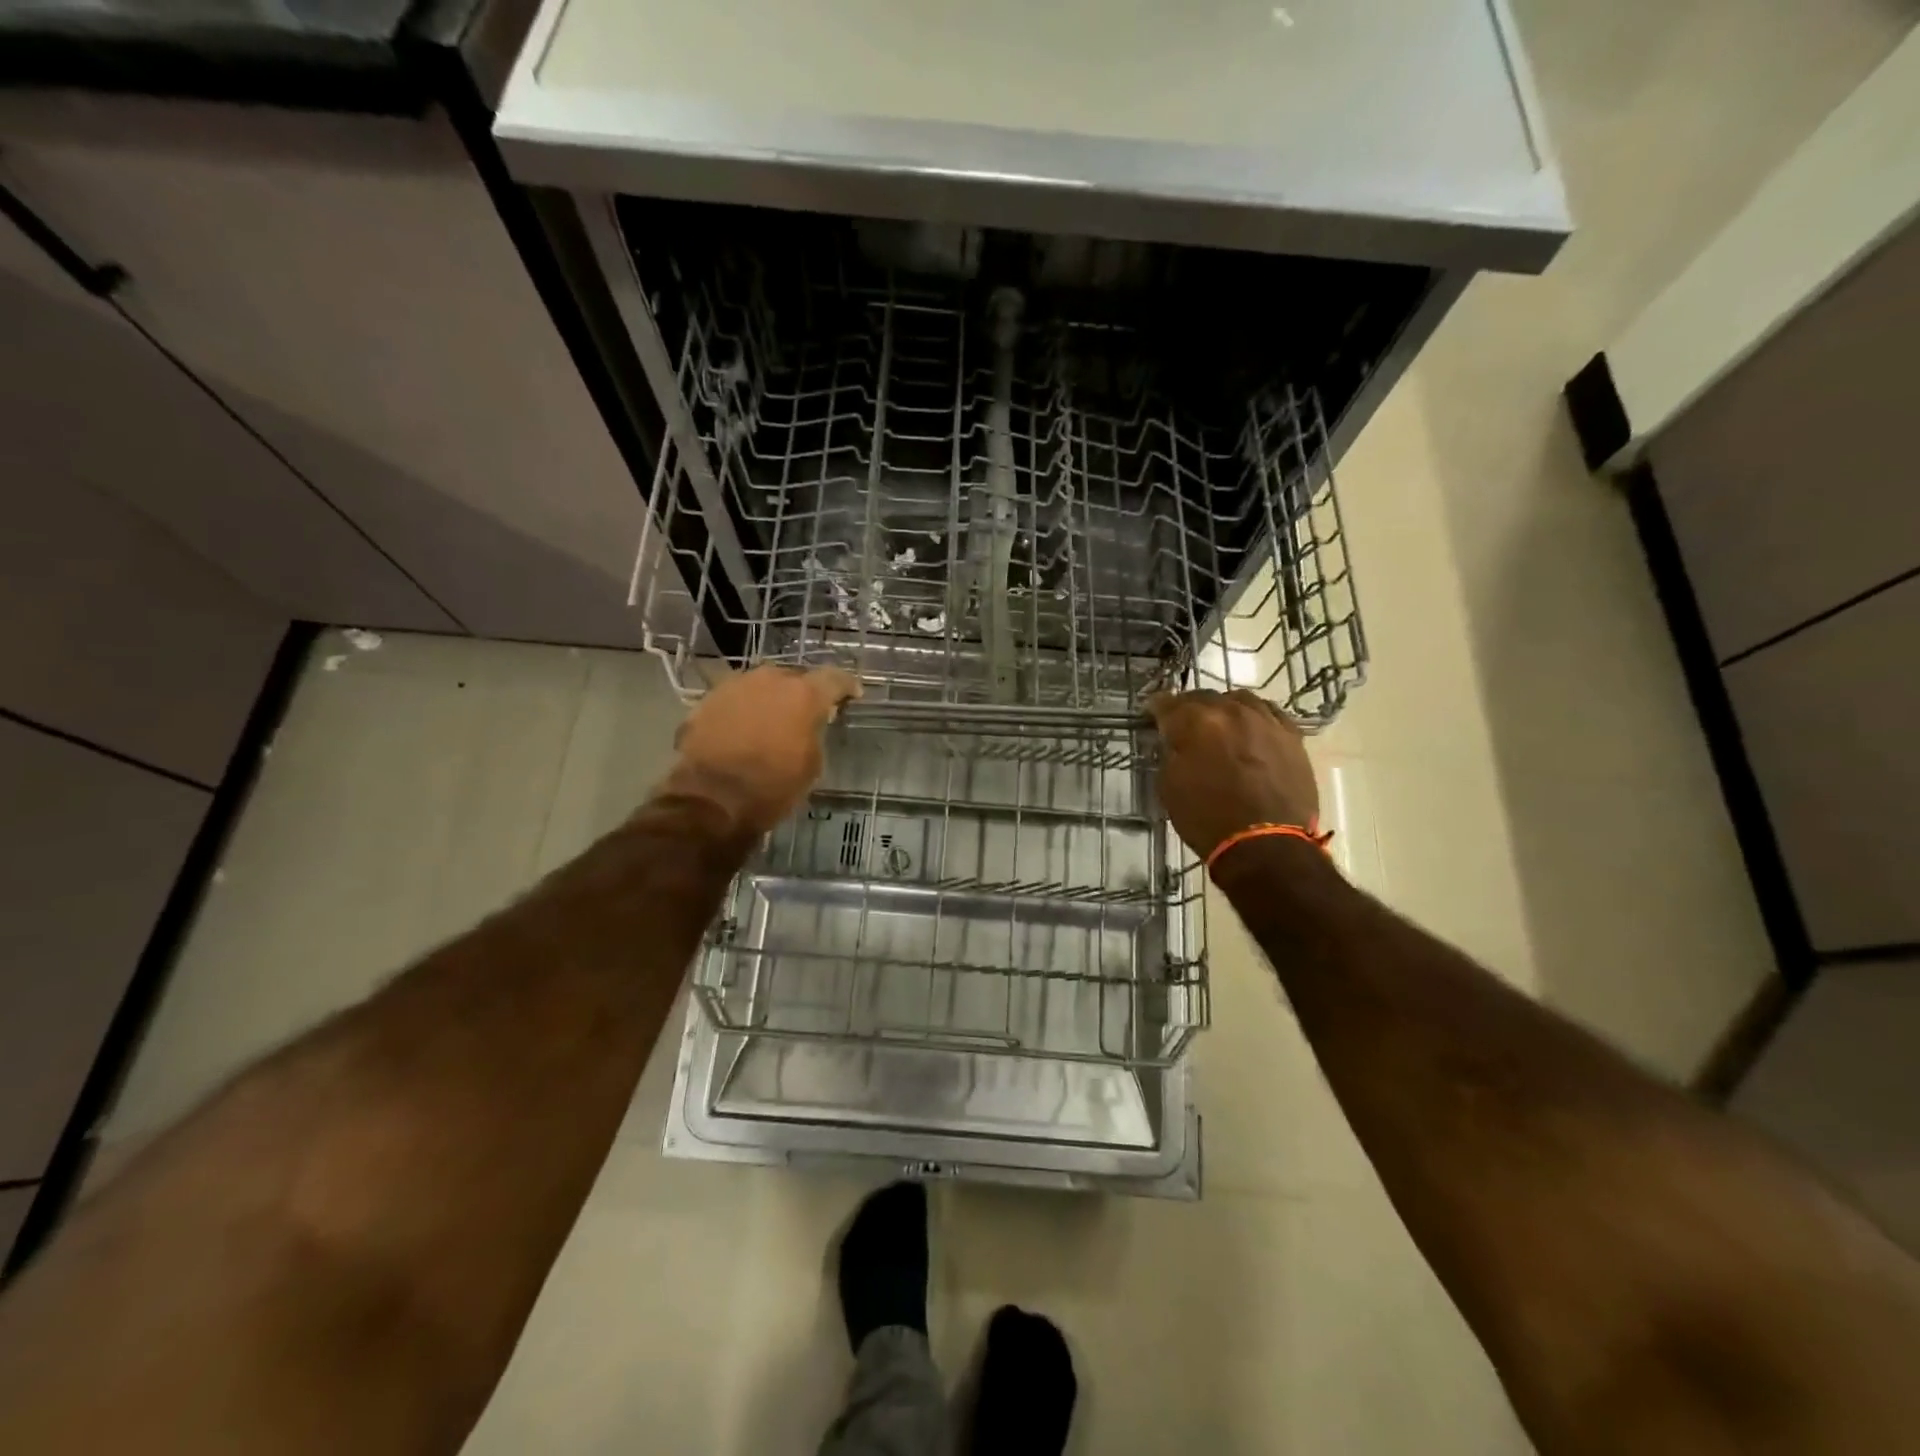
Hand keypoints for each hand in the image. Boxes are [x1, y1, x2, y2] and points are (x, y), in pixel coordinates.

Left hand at [661, 665, 861, 834]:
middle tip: (807, 712)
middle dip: (803, 692)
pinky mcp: (707, 700)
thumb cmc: (772, 786)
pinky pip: (736, 699)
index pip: (834, 678)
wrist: (711, 799)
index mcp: (803, 694)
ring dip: (771, 699)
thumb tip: (811, 723)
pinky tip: (745, 729)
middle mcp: (769, 679)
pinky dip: (745, 710)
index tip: (852, 695)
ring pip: (762, 685)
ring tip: (774, 720)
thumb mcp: (812, 764)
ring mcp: (734, 686)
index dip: (846, 686)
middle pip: (794, 677)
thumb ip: (815, 732)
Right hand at [1145, 689, 1319, 859]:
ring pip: (1239, 700)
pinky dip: (1254, 716)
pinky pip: (1269, 713)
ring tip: (1220, 723)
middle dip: (1190, 708)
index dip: (1156, 708)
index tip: (1151, 713)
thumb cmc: (1208, 820)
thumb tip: (1175, 741)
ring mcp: (1265, 720)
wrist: (1266, 845)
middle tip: (1183, 722)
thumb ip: (1170, 754)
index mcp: (1196, 722)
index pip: (1167, 704)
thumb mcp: (1170, 787)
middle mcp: (1231, 711)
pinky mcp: (1291, 735)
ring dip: (1224, 708)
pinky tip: (1251, 728)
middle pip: (1204, 697)